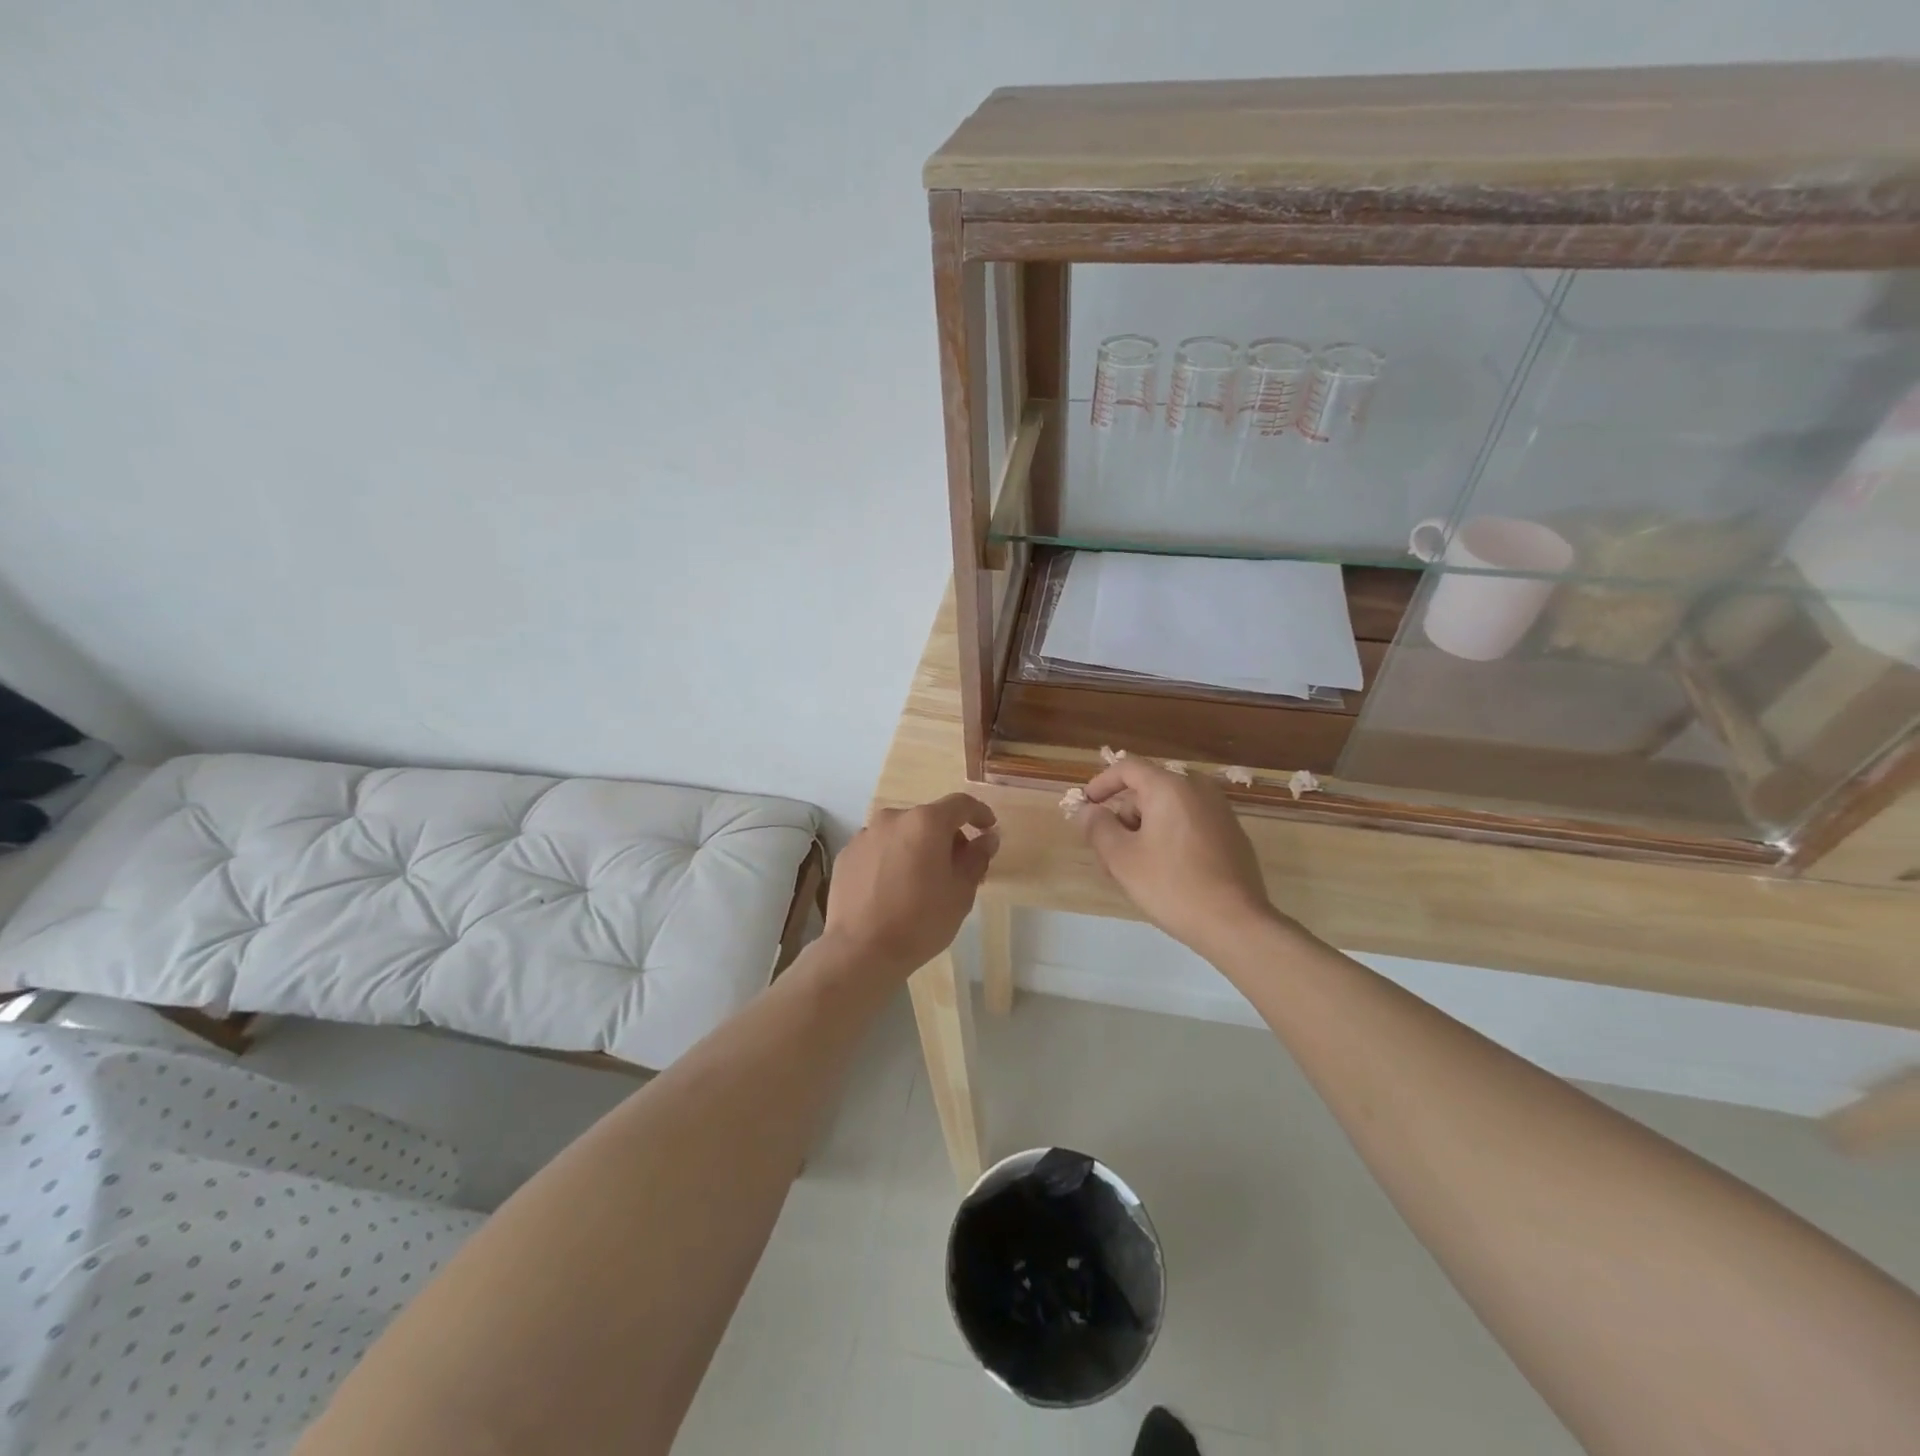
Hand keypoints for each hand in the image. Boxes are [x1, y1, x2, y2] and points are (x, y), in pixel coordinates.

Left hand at [823, 794, 999, 977]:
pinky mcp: (847, 854)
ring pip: (902, 833)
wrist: (860, 950)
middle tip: (957, 869)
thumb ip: (977, 858)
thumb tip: (987, 838)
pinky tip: (893, 888)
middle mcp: (893, 818)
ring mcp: (865, 835)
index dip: (979, 813)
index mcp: (926, 822)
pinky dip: (891, 859)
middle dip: (947, 837)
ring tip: (921, 881)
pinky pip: (878, 849)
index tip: (987, 829)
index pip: (960, 804)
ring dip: (917, 847)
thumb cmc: (920, 921)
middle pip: (929, 819)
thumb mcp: (961, 893)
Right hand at [1074, 759, 1278, 958]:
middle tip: (1107, 853)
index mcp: (1170, 786)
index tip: (1085, 806)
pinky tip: (1163, 873)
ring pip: (1168, 810)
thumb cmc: (1172, 885)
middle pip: (1147, 790)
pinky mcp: (1232, 834)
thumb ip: (1098, 827)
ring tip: (1132, 870)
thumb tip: (1088, 811)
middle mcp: (1198, 789)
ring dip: (1143, 831)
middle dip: (1122, 818)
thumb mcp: (1121, 858)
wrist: (1236, 924)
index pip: (1127, 768)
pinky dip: (1168, 837)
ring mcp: (1220, 811)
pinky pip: (1189, 824)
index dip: (1100, 783)